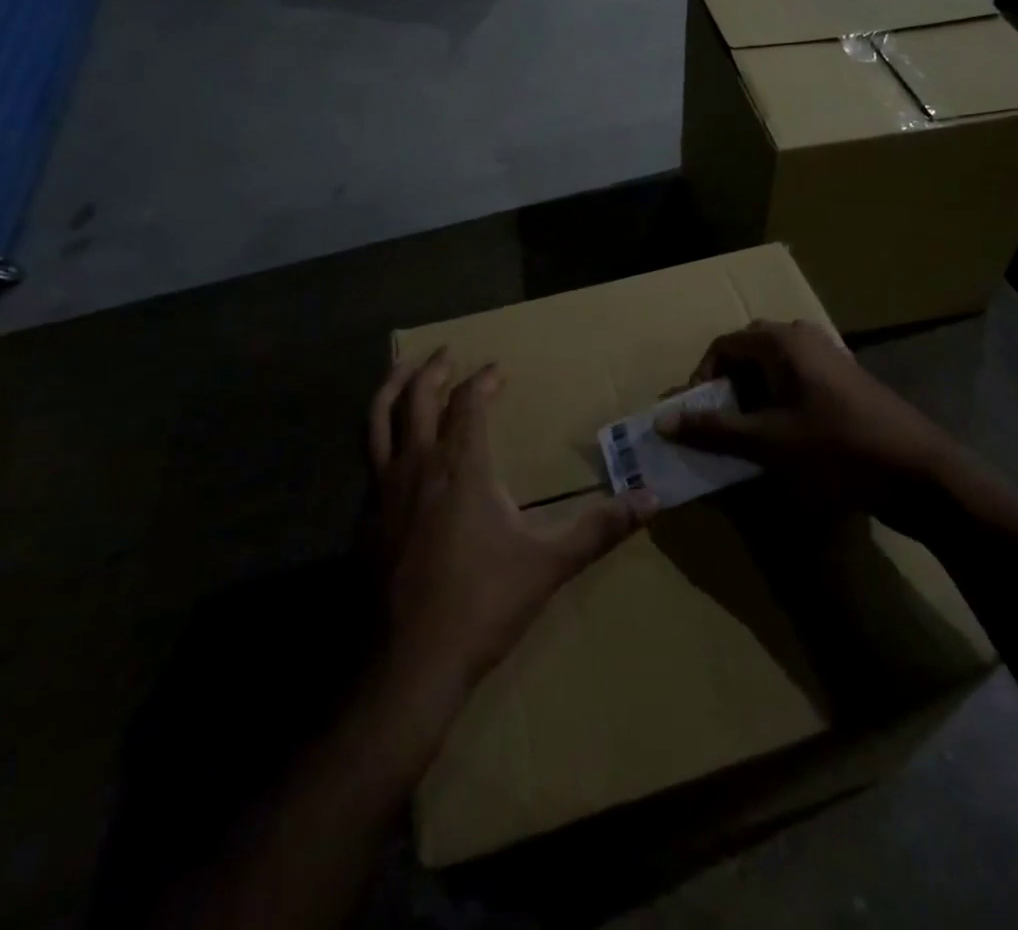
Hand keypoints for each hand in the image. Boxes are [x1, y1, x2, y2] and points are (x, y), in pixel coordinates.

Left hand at [370, 349, 655, 696]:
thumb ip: (600, 528)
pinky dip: (379, 435)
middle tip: (447, 353)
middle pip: (417, 397)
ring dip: (391, 388)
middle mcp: (418, 465)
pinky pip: (368, 459)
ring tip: (401, 370)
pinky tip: (391, 448)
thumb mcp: (550, 563)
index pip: (469, 402)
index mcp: (461, 467)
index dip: (483, 380)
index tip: (497, 370)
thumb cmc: (483, 604)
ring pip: (377, 420)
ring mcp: (383, 491)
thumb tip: (653, 498)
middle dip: (433, 369)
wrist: (410, 664)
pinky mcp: (364, 519)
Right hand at [658, 320, 955, 512]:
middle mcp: (804, 337)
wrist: (918, 472)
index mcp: (782, 342)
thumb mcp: (766, 441)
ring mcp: (830, 357)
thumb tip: (663, 421)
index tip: (698, 416)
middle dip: (728, 387)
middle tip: (722, 424)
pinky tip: (786, 437)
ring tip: (750, 434)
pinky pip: (798, 380)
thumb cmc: (835, 449)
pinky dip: (780, 401)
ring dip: (754, 396)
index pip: (723, 346)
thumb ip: (713, 429)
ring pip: (775, 368)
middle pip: (748, 352)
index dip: (702, 379)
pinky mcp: (847, 381)